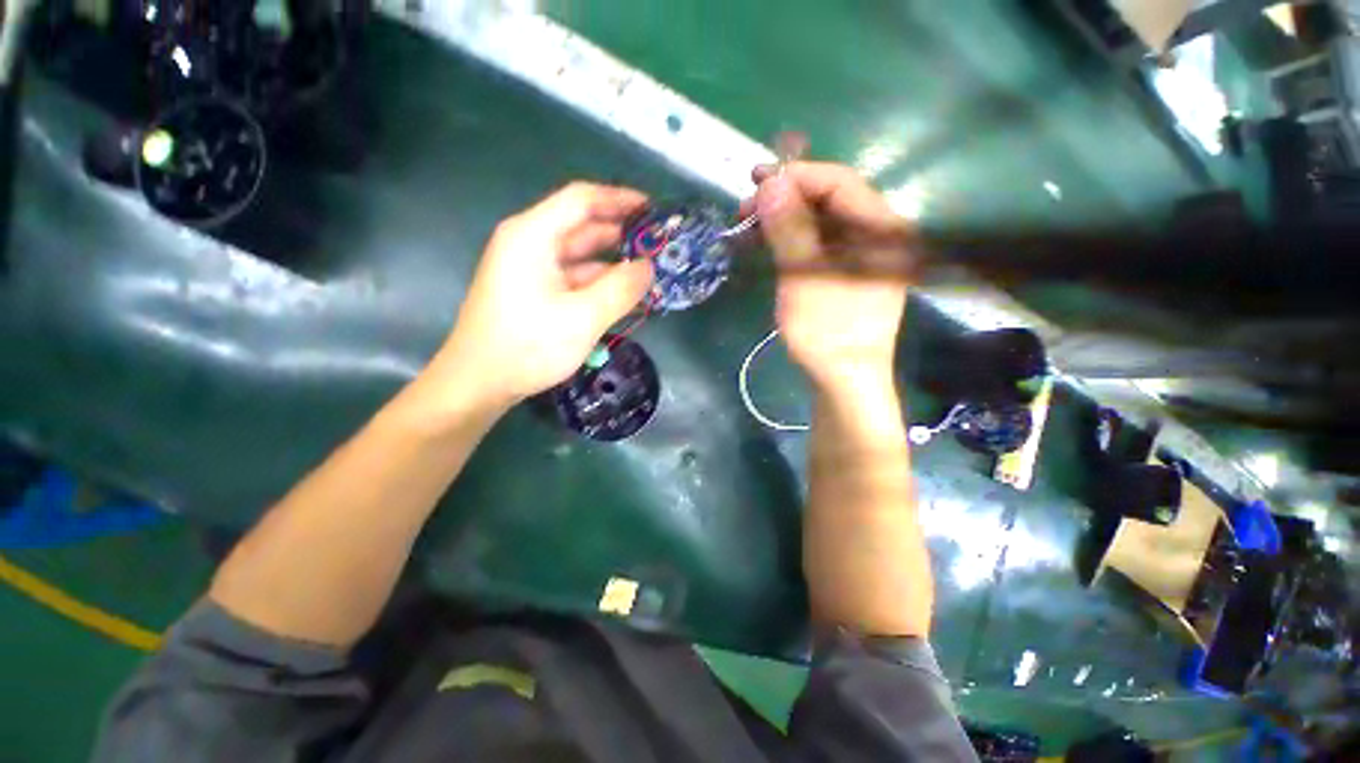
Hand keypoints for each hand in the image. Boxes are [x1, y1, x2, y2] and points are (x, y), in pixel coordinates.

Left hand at [430, 183, 652, 407]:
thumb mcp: (583, 317)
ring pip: (580, 256)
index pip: (582, 200)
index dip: (620, 199)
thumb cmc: (528, 346)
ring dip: (613, 263)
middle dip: (621, 234)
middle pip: (582, 226)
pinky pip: (573, 278)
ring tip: (649, 273)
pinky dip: (598, 283)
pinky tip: (623, 296)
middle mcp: (529, 244)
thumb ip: (621, 288)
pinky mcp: (534, 291)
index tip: (653, 211)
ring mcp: (530, 269)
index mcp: (533, 235)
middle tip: (658, 247)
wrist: (479, 383)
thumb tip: (649, 267)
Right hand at [745, 162, 917, 386]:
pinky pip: (817, 246)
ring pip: (819, 224)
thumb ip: (789, 227)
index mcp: (881, 229)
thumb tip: (770, 182)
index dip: (796, 176)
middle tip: (744, 208)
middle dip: (784, 200)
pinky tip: (764, 246)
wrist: (843, 380)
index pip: (839, 181)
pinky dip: (789, 242)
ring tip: (746, 229)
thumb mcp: (804, 277)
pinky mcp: (846, 273)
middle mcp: (877, 234)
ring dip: (782, 222)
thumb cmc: (827, 330)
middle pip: (829, 200)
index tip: (756, 182)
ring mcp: (862, 255)